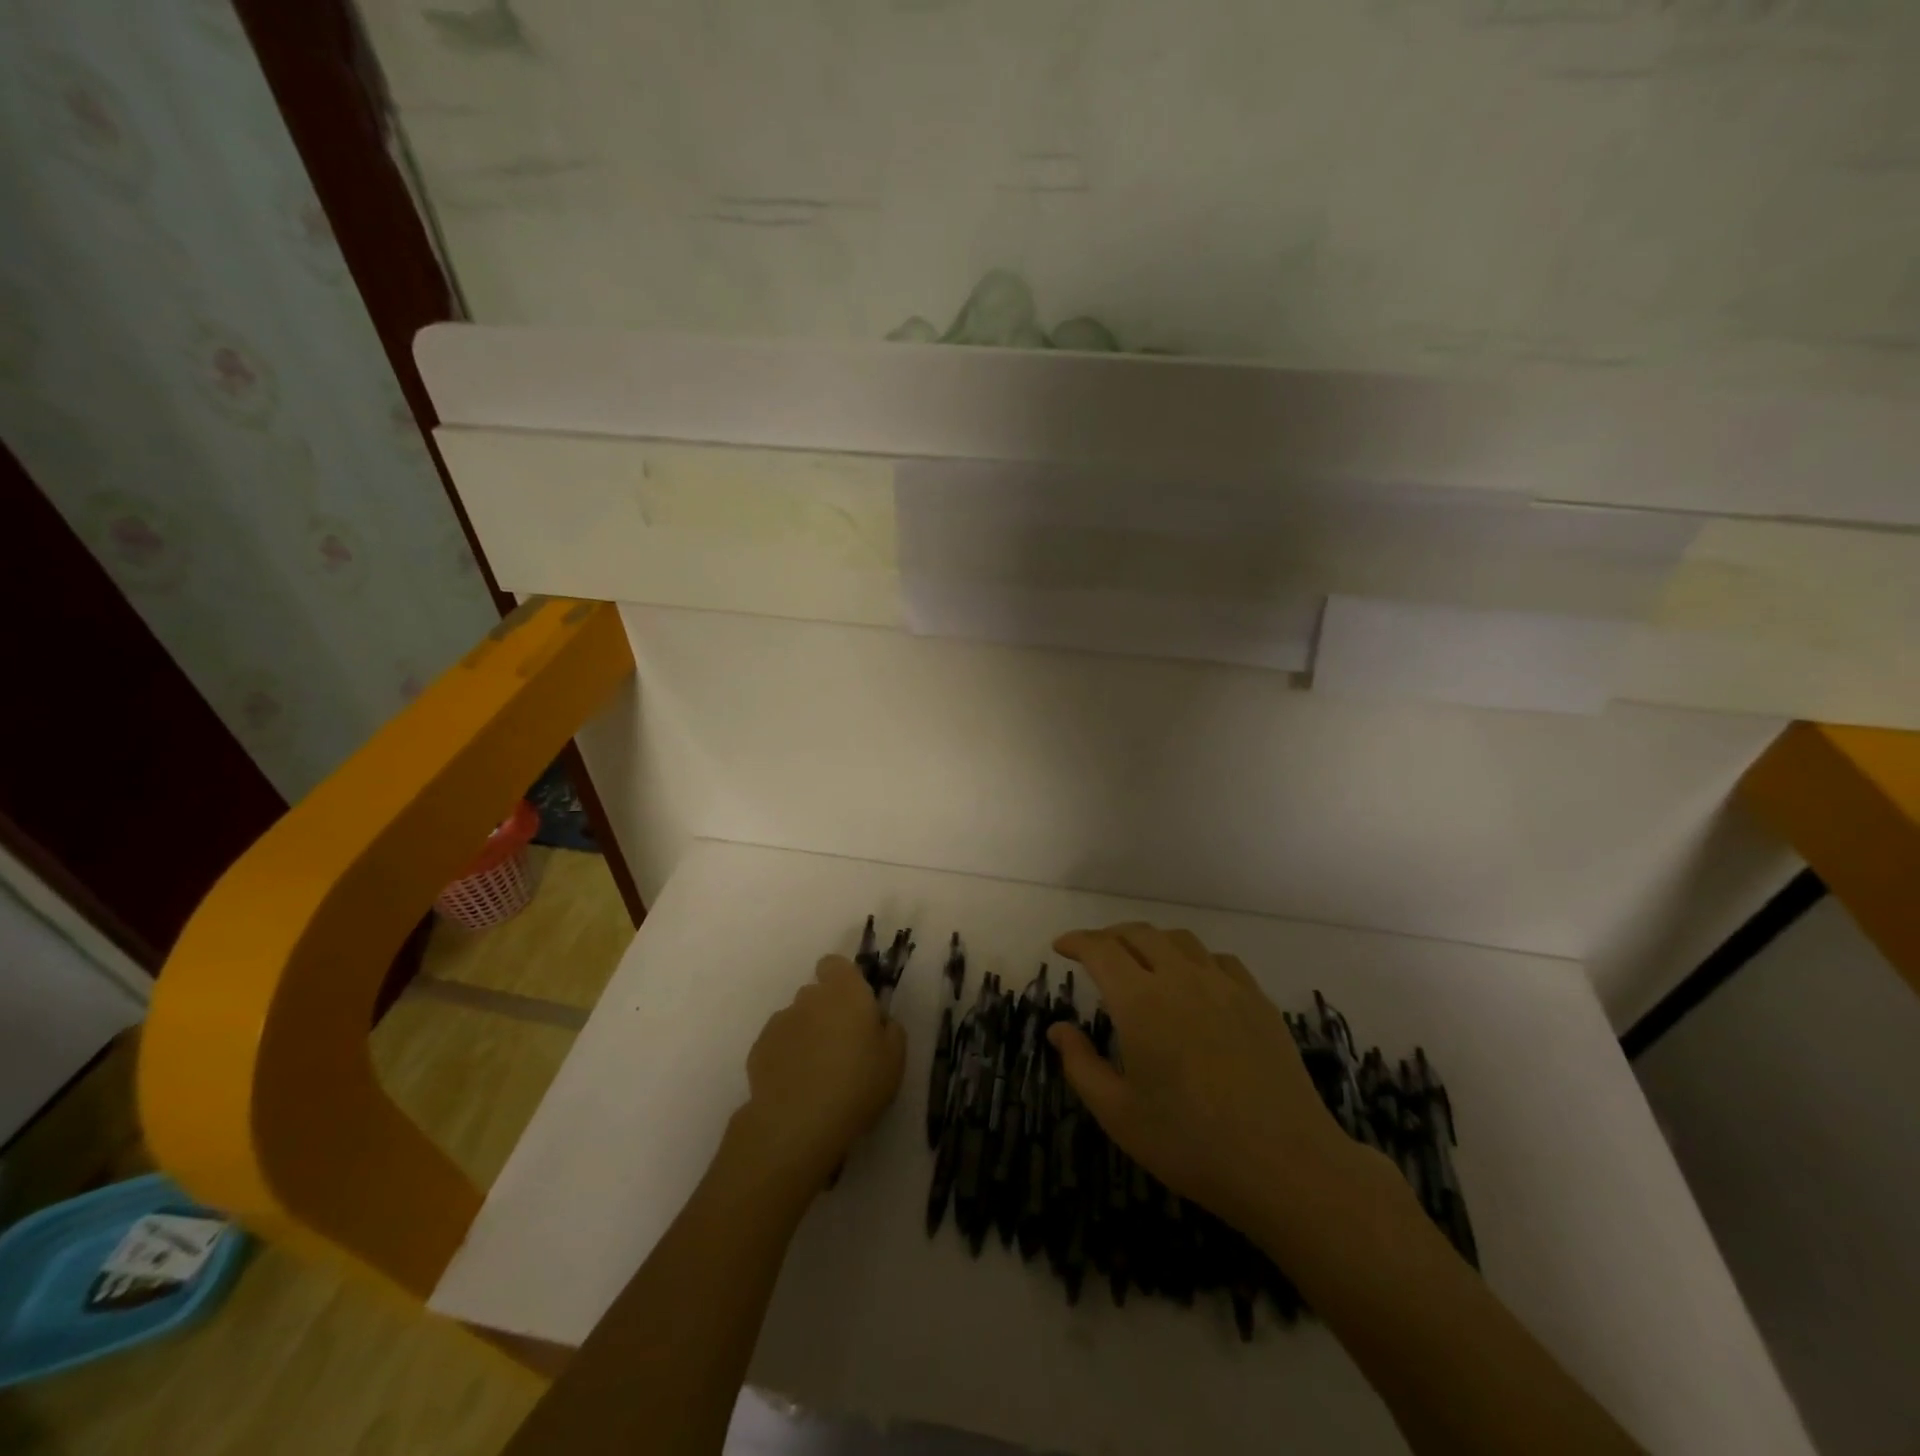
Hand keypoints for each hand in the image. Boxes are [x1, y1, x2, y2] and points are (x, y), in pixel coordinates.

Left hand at [733, 956, 906, 1186]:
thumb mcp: (894, 1060)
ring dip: (806, 1036)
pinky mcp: (758, 1049)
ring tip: (816, 1074)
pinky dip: (786, 1057)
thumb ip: (889, 1029)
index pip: (835, 964)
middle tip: (842, 1048)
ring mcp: (780, 1022)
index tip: (854, 1006)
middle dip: (827, 1012)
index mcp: (846, 991)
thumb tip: (878, 1021)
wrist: (797, 1123)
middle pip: (816, 994)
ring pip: (796, 1020)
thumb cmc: (857, 1084)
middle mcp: (809, 998)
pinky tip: (796, 1087)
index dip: (843, 980)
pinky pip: (778, 1044)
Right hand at [1050, 923, 1388, 1237]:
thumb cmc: (1190, 1144)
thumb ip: (1081, 1065)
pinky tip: (1193, 981)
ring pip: (1179, 939)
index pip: (1101, 950)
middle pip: (1138, 934)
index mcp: (1140, 1001)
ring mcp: (1224, 985)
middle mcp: (1180, 978)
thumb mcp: (1119, 1114)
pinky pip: (1217, 959)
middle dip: (1109, 937)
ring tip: (1140, 961)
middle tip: (1094, 954)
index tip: (1061, 947)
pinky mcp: (1257, 1000)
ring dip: (1150, 941)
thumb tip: (1058, 1028)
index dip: (1077, 942)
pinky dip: (1193, 958)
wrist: (1285, 1165)